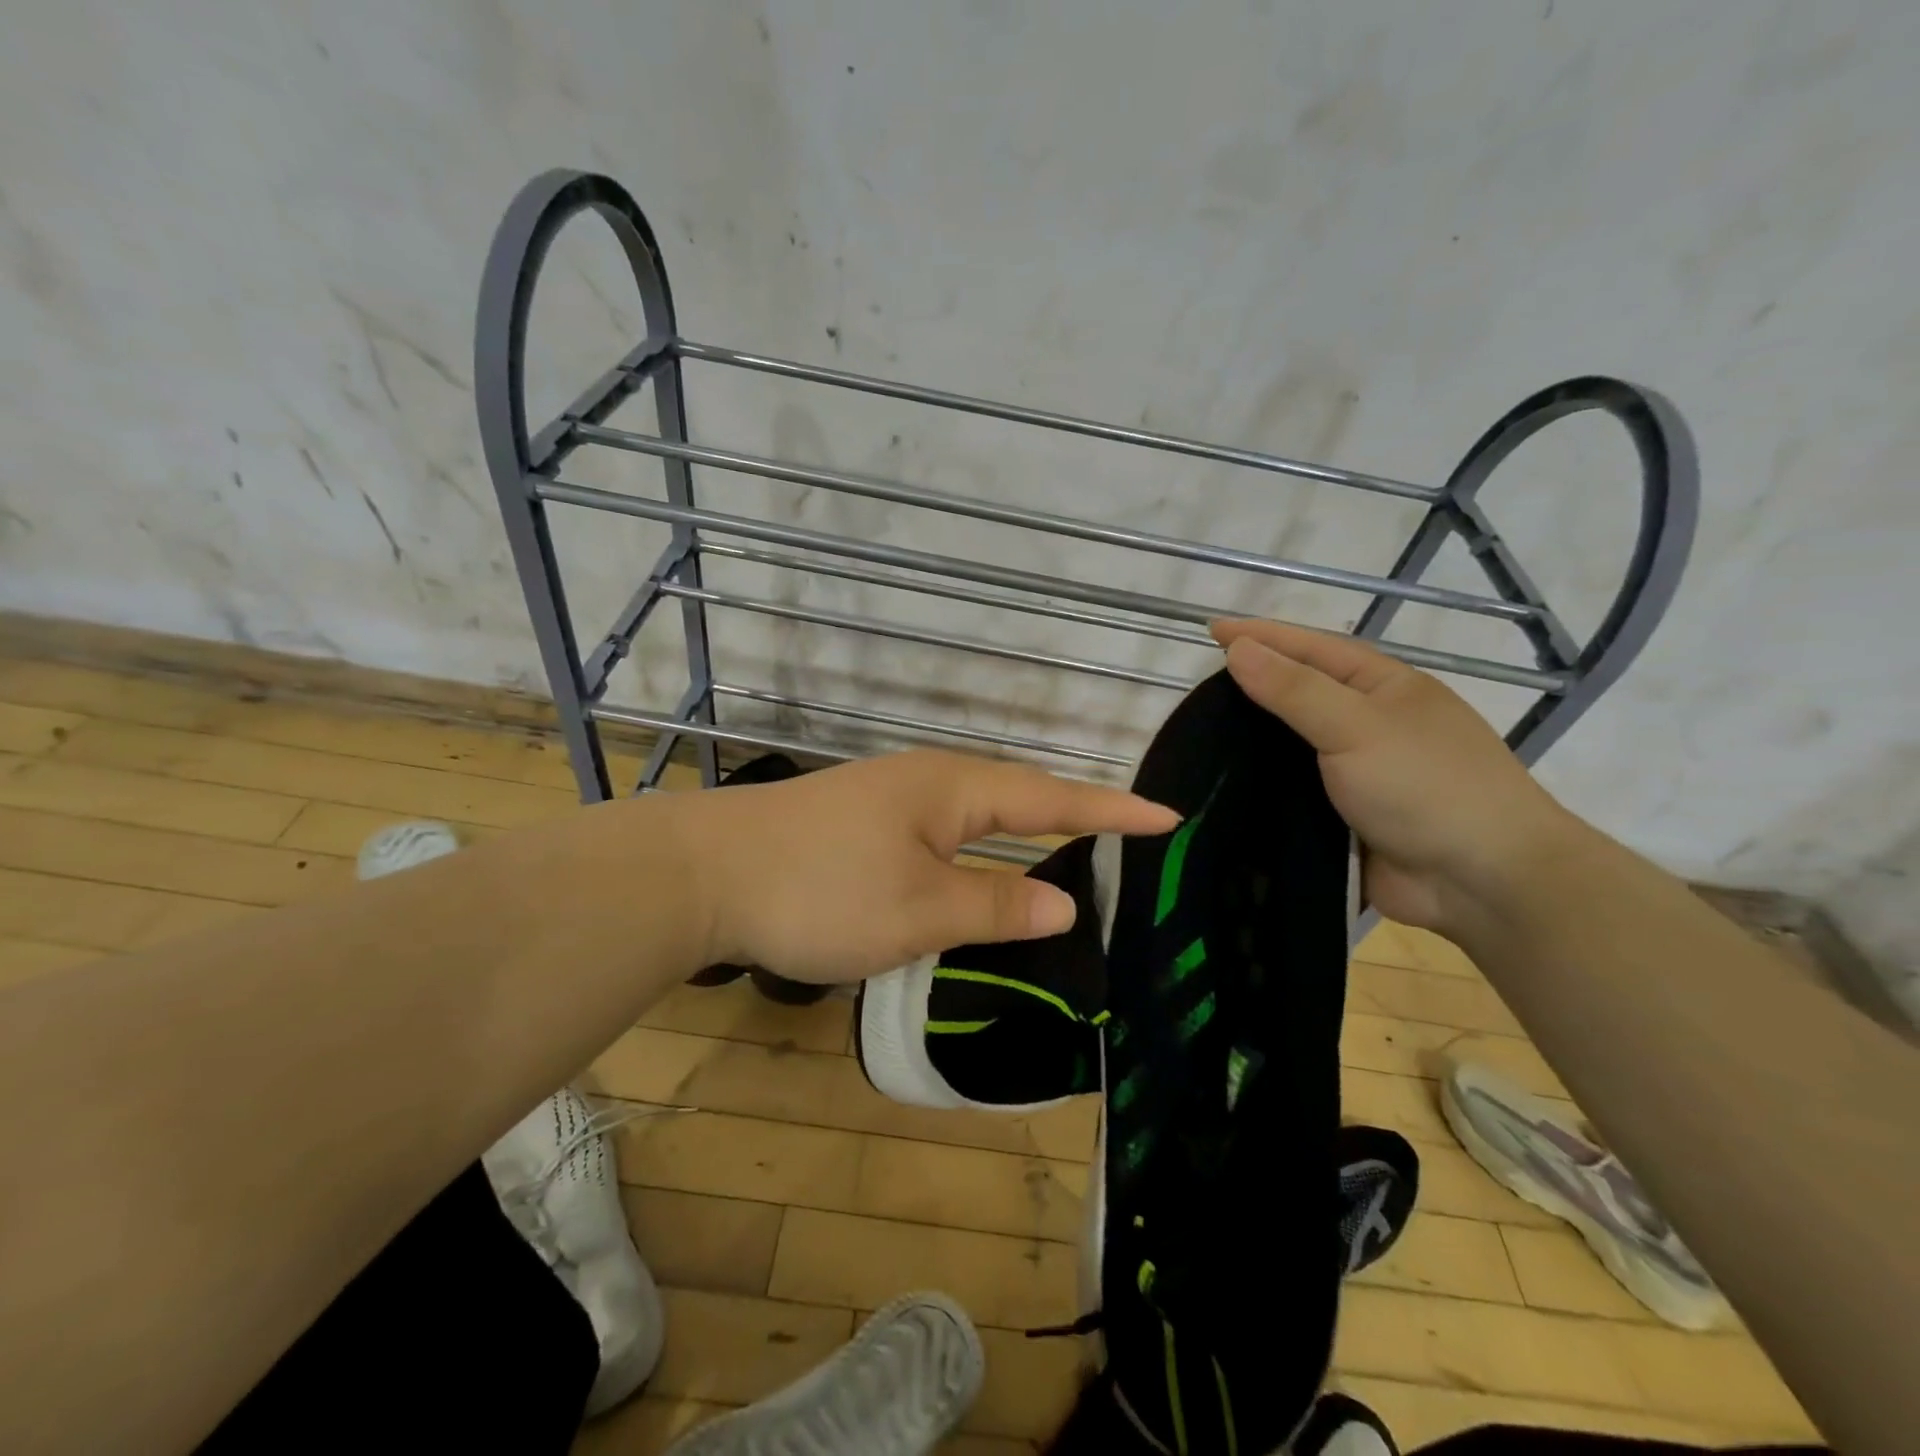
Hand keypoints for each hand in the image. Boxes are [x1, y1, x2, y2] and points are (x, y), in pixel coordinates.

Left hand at [673, 750, 1178, 983]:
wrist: (703, 874)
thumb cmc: (821, 890)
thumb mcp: (919, 911)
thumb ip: (995, 906)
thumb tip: (1064, 902)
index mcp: (953, 790)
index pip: (1052, 798)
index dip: (1111, 810)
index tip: (1167, 816)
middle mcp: (927, 781)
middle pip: (1017, 797)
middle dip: (1072, 816)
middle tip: (1124, 837)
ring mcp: (889, 798)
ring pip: (975, 816)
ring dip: (1021, 831)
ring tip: (1065, 853)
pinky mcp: (859, 822)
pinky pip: (941, 832)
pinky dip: (975, 850)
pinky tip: (974, 871)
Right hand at [1212, 619, 1579, 931]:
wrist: (1481, 883)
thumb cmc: (1426, 787)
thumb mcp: (1357, 726)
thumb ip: (1294, 689)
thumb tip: (1239, 649)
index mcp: (1383, 687)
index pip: (1311, 649)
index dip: (1262, 636)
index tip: (1212, 631)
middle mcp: (1370, 723)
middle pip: (1300, 695)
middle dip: (1252, 687)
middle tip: (1195, 689)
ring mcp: (1358, 772)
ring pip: (1292, 747)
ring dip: (1252, 742)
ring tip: (1198, 736)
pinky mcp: (1344, 816)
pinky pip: (1293, 792)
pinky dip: (1262, 787)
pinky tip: (1223, 786)